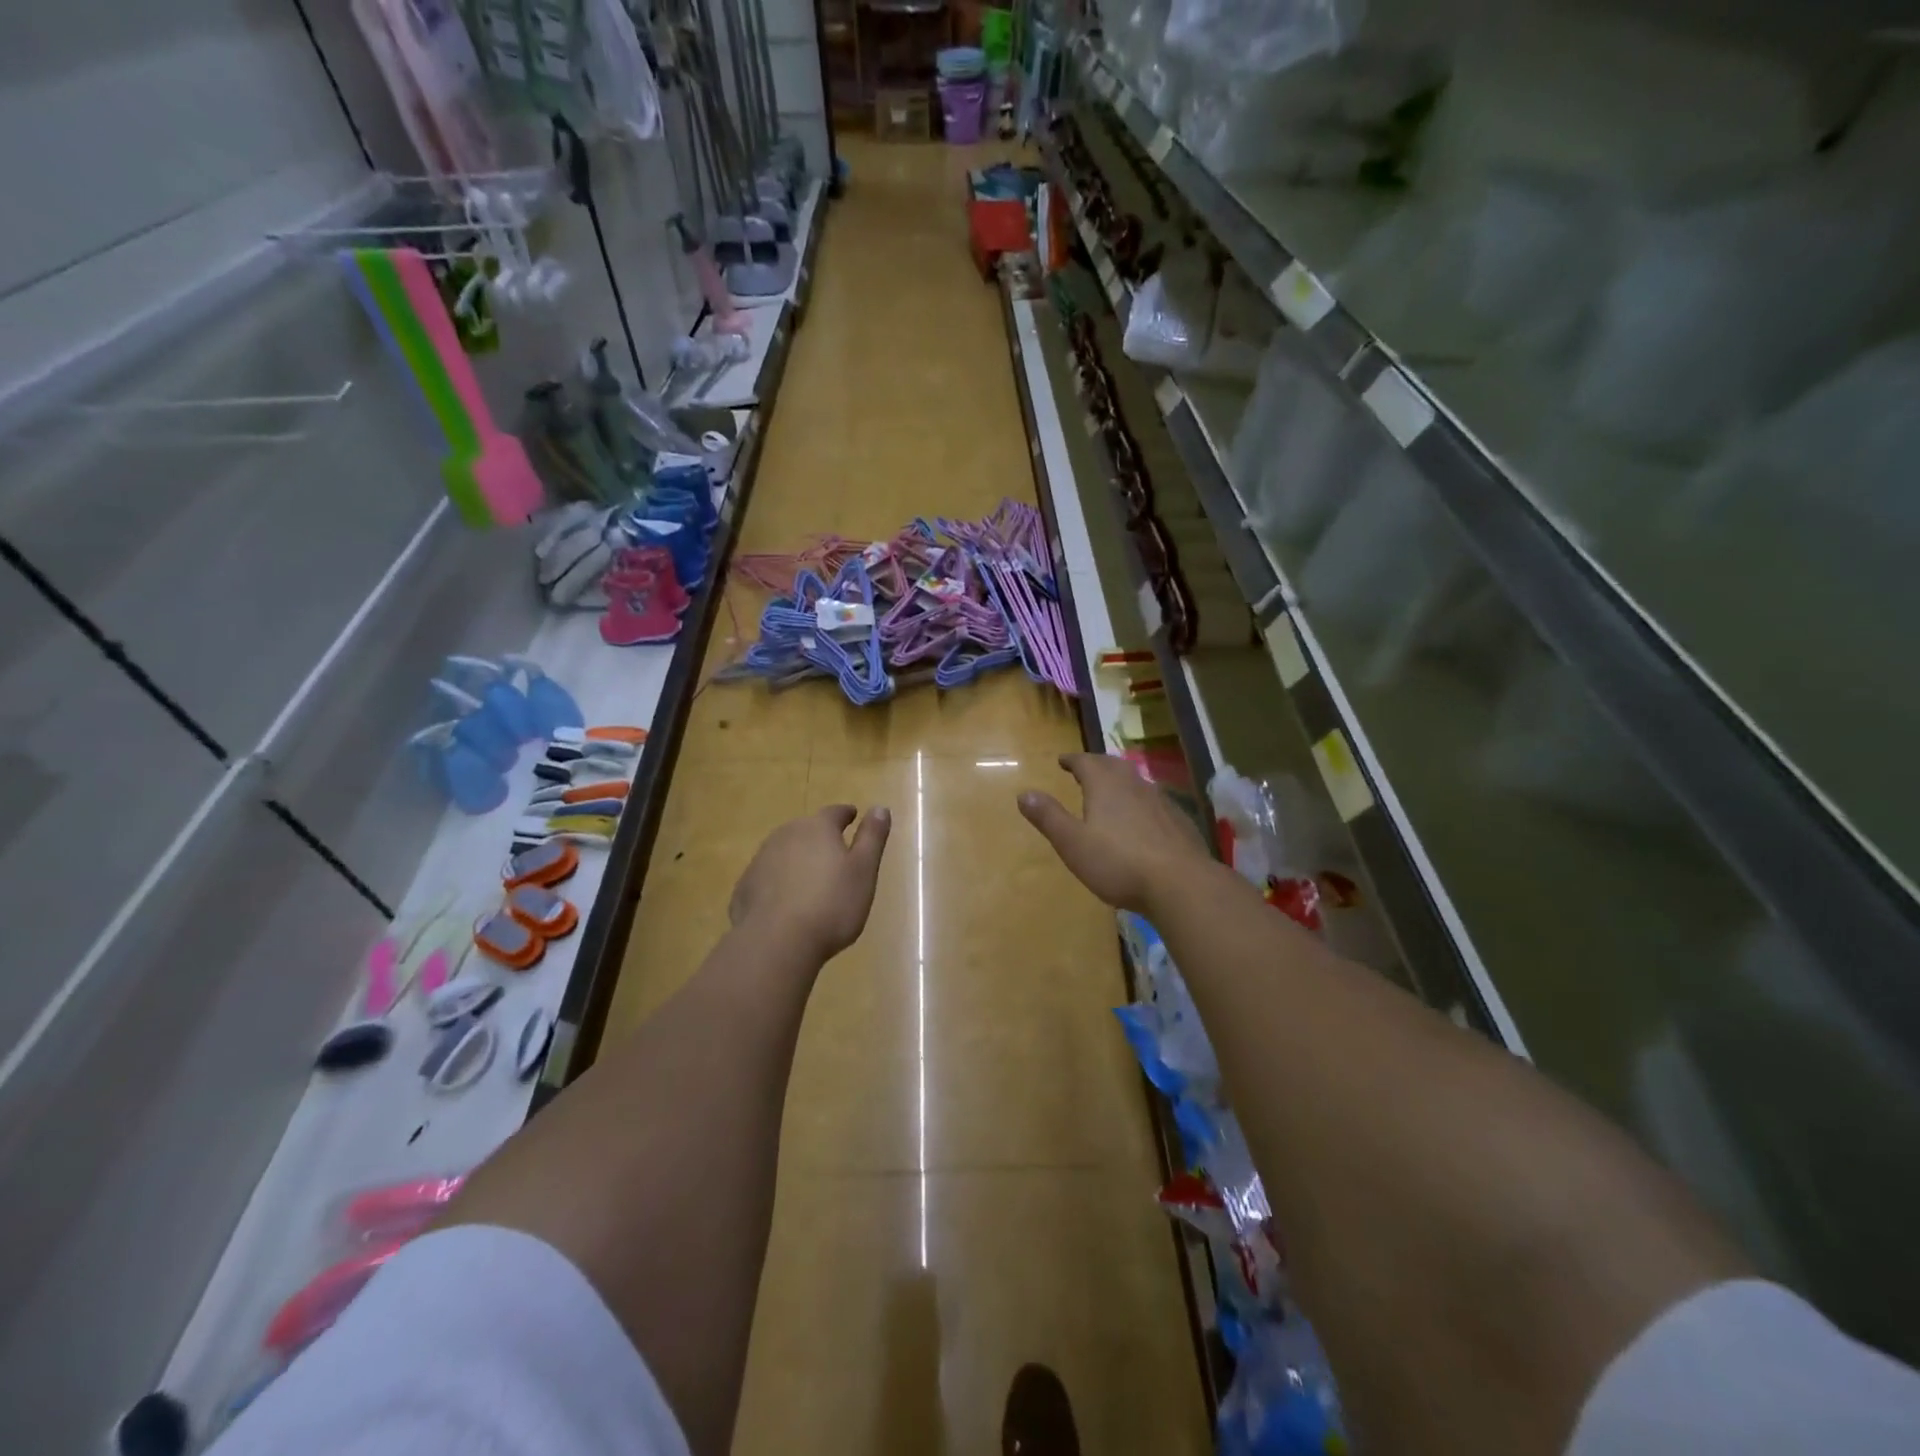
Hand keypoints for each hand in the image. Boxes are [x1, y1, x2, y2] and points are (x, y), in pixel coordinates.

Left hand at [728, 805, 891, 961]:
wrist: (775, 942)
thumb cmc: (831, 905)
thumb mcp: (863, 870)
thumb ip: (872, 837)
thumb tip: (880, 808)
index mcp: (817, 828)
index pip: (834, 813)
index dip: (845, 814)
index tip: (852, 816)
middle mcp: (786, 836)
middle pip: (806, 830)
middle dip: (820, 838)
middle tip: (834, 854)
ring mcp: (761, 860)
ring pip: (784, 853)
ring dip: (798, 860)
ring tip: (810, 881)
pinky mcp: (744, 887)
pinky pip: (768, 878)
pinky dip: (779, 884)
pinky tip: (786, 904)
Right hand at [1018, 753, 1212, 913]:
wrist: (1180, 883)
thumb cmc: (1118, 862)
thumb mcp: (1072, 843)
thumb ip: (1049, 817)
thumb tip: (1024, 793)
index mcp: (1106, 785)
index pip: (1086, 762)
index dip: (1072, 760)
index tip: (1062, 760)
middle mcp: (1134, 785)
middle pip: (1113, 766)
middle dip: (1097, 765)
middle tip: (1086, 769)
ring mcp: (1161, 802)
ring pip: (1136, 782)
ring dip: (1121, 782)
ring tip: (1111, 791)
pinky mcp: (1179, 821)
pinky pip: (1155, 803)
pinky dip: (1141, 803)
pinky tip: (1142, 820)